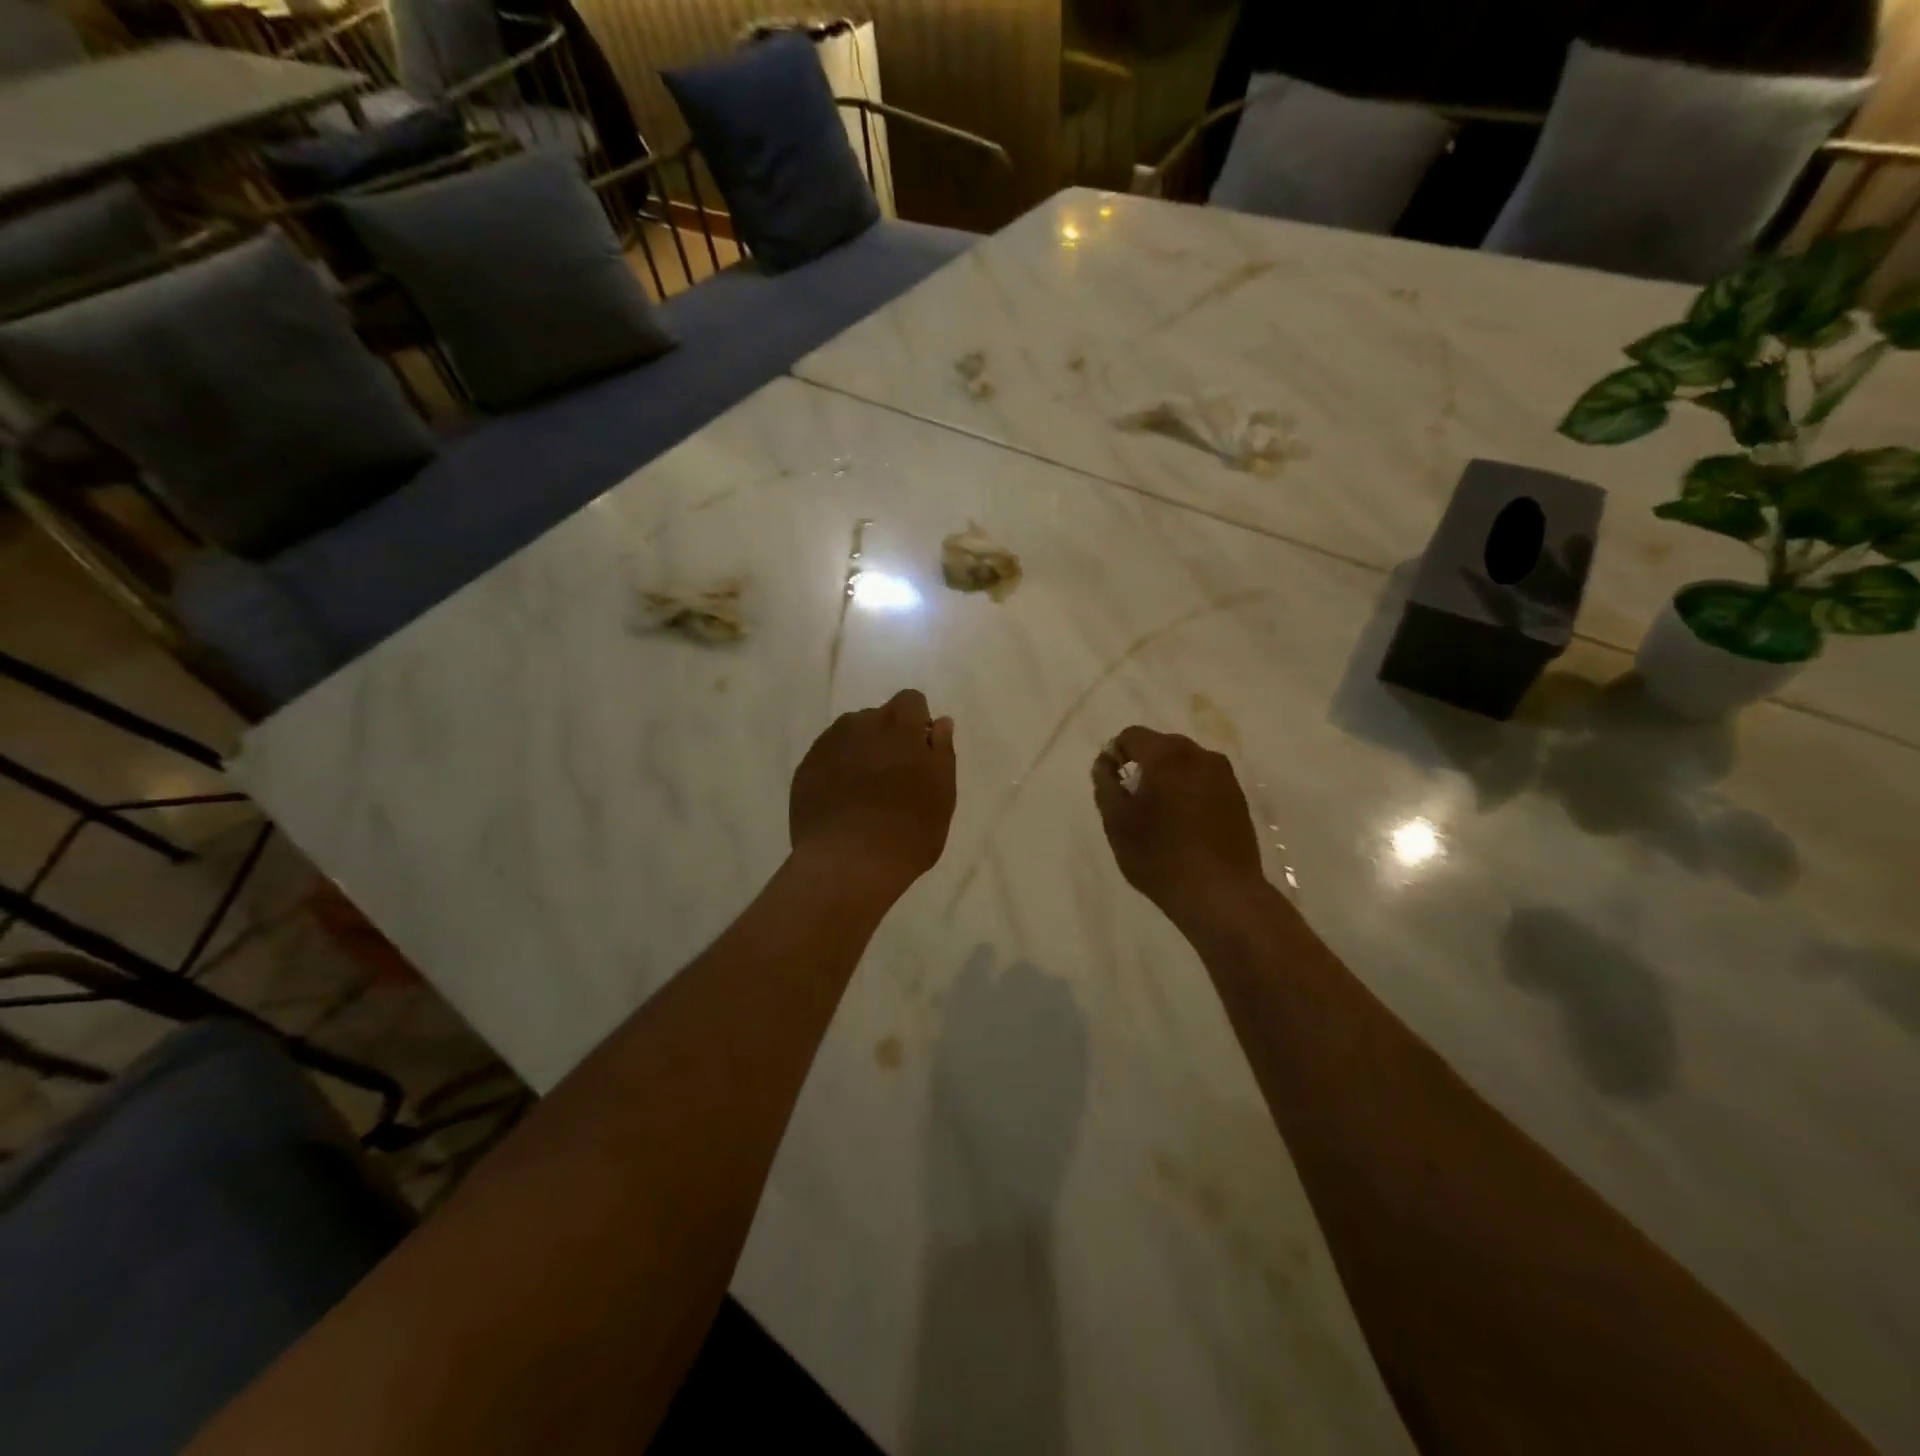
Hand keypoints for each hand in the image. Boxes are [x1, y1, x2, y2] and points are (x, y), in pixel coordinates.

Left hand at [790, 689, 956, 897]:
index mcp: (899, 725)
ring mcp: (827, 745)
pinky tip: (842, 804)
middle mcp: (860, 724)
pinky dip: (836, 771)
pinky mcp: (804, 769)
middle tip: (894, 779)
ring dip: (860, 752)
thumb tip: (939, 723)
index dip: (917, 724)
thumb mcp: (943, 793)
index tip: (920, 755)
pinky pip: (827, 758)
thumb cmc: (909, 830)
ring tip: (865, 793)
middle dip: (887, 738)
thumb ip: (941, 750)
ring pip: (849, 736)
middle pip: (878, 717)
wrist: (848, 863)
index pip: (911, 701)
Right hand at [1091, 726, 1267, 932]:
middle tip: (1132, 803)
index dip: (1114, 755)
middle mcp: (1200, 755)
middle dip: (1142, 767)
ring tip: (1159, 817)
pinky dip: (1188, 794)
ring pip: (1184, 765)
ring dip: (1167, 780)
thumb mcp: (1117, 821)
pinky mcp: (1238, 799)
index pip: (1131, 736)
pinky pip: (1203, 783)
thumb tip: (1106, 762)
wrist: (1221, 894)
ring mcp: (1225, 776)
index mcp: (1167, 754)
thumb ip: (1105, 783)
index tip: (1111, 786)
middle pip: (1160, 747)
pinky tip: (1183, 826)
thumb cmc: (1160, 855)